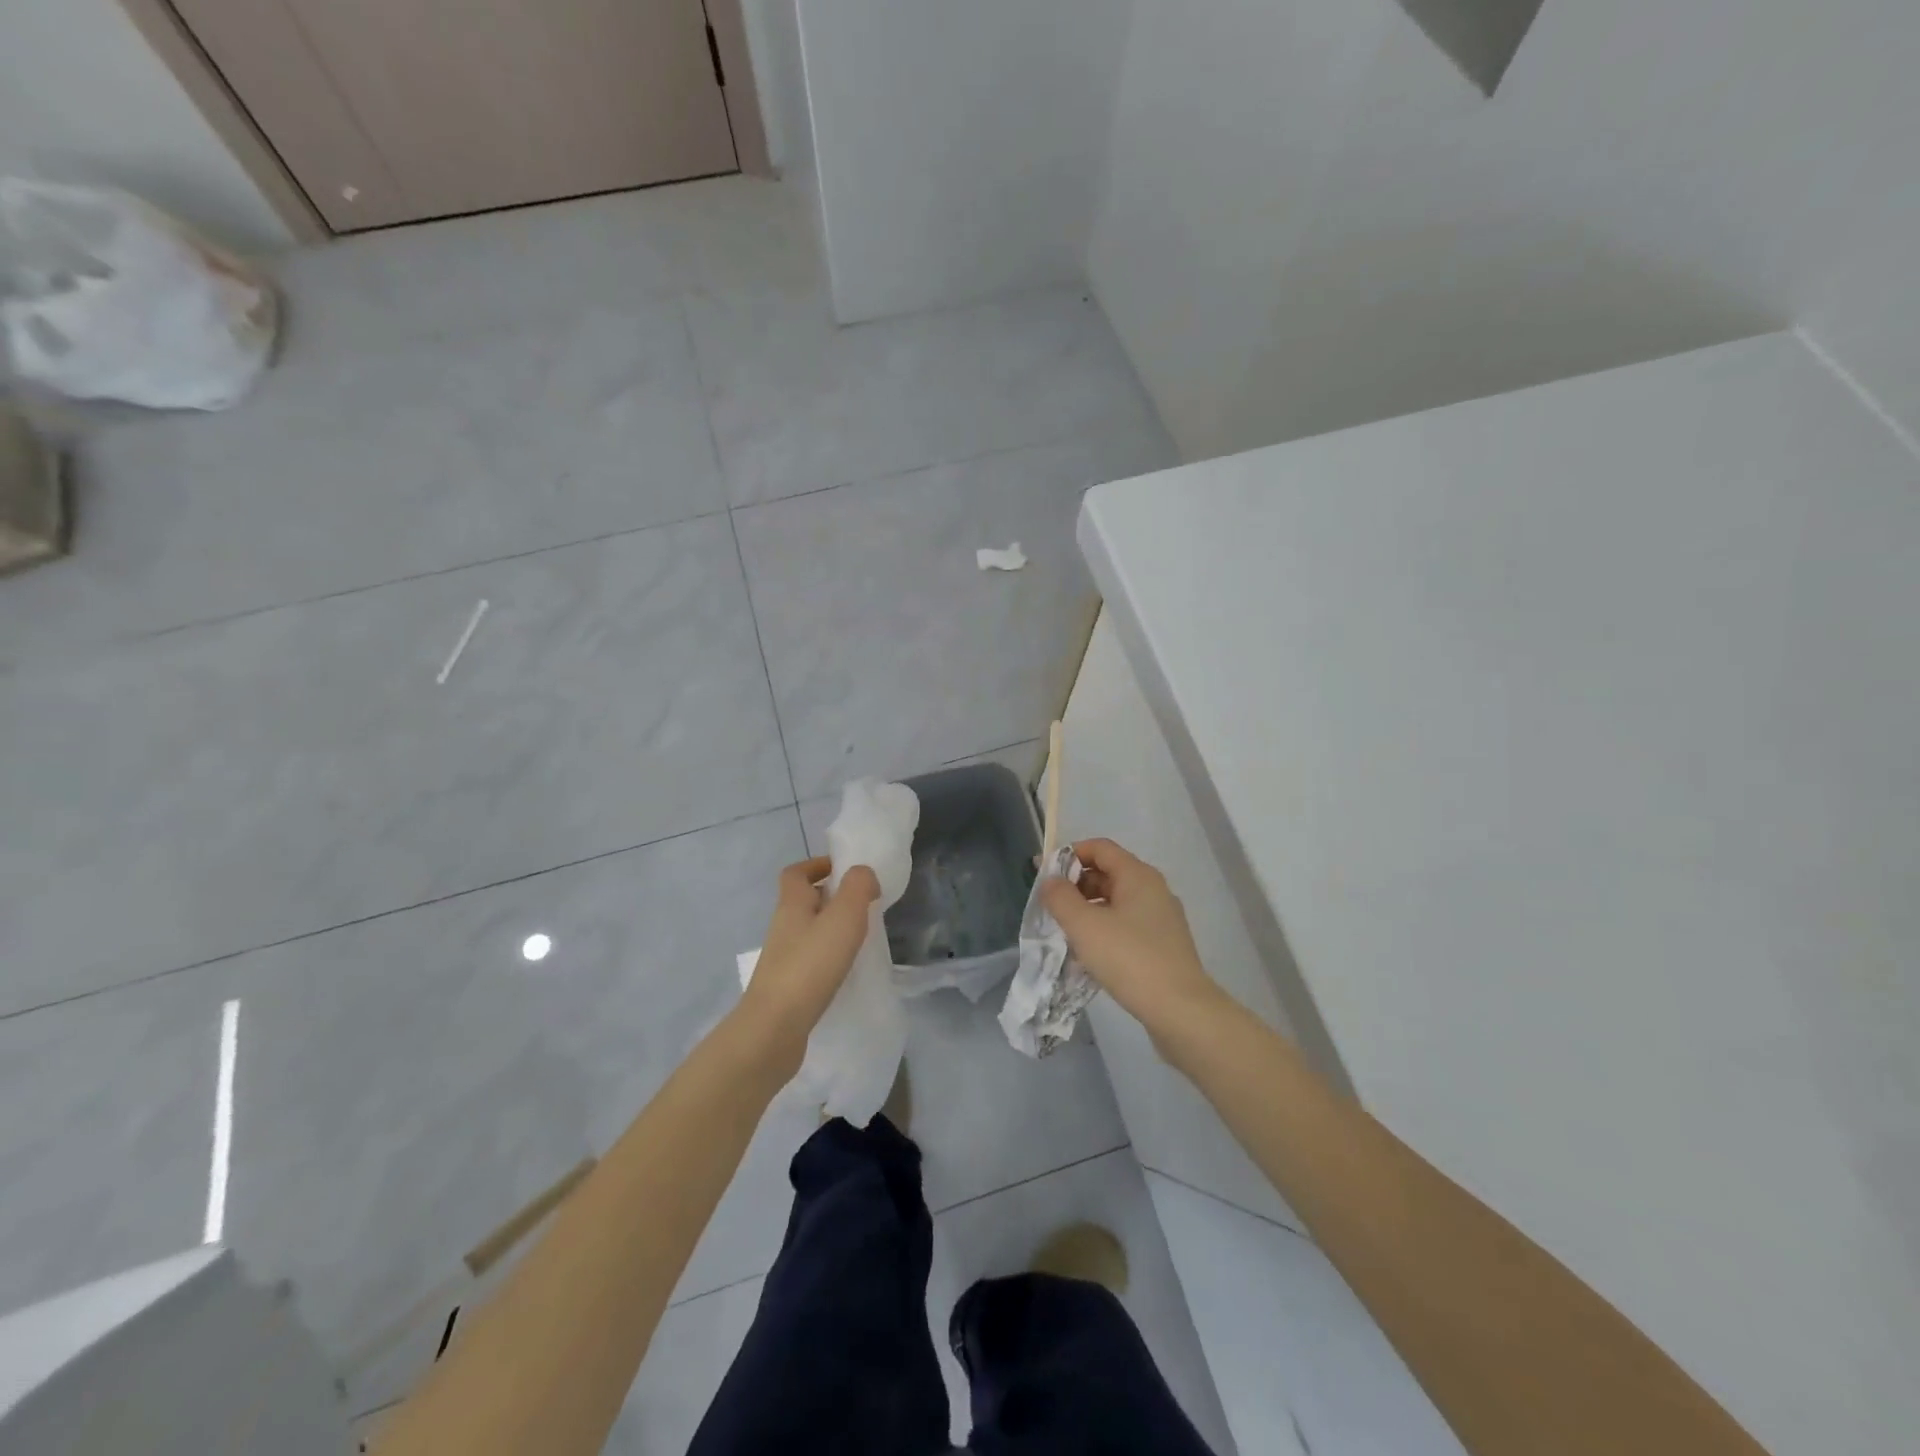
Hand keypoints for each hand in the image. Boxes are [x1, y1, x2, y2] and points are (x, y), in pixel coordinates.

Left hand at [736, 856, 878, 1071]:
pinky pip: (811, 961)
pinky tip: (848, 970)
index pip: (796, 873)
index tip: (844, 870)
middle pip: (804, 902)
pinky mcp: (787, 987)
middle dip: (831, 898)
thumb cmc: (810, 966)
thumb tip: (863, 873)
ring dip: (832, 930)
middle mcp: (783, 928)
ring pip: (809, 932)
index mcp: (791, 905)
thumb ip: (858, 888)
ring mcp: (782, 959)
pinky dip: (829, 958)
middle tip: (863, 905)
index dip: (817, 865)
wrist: (774, 1030)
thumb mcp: (843, 917)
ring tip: (861, 938)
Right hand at [1040, 838, 1221, 1033]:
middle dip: (1076, 885)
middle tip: (1051, 907)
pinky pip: (1127, 924)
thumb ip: (1061, 897)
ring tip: (1066, 932)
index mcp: (1138, 875)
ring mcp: (1161, 918)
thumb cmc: (1129, 959)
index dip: (1069, 855)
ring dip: (1089, 910)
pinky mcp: (1163, 944)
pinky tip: (1090, 954)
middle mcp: (1153, 889)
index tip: (1045, 875)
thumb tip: (1050, 880)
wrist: (1180, 1010)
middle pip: (1108, 873)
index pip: (1099, 847)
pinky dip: (1105, 929)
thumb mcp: (1084, 926)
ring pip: (1117, 901)